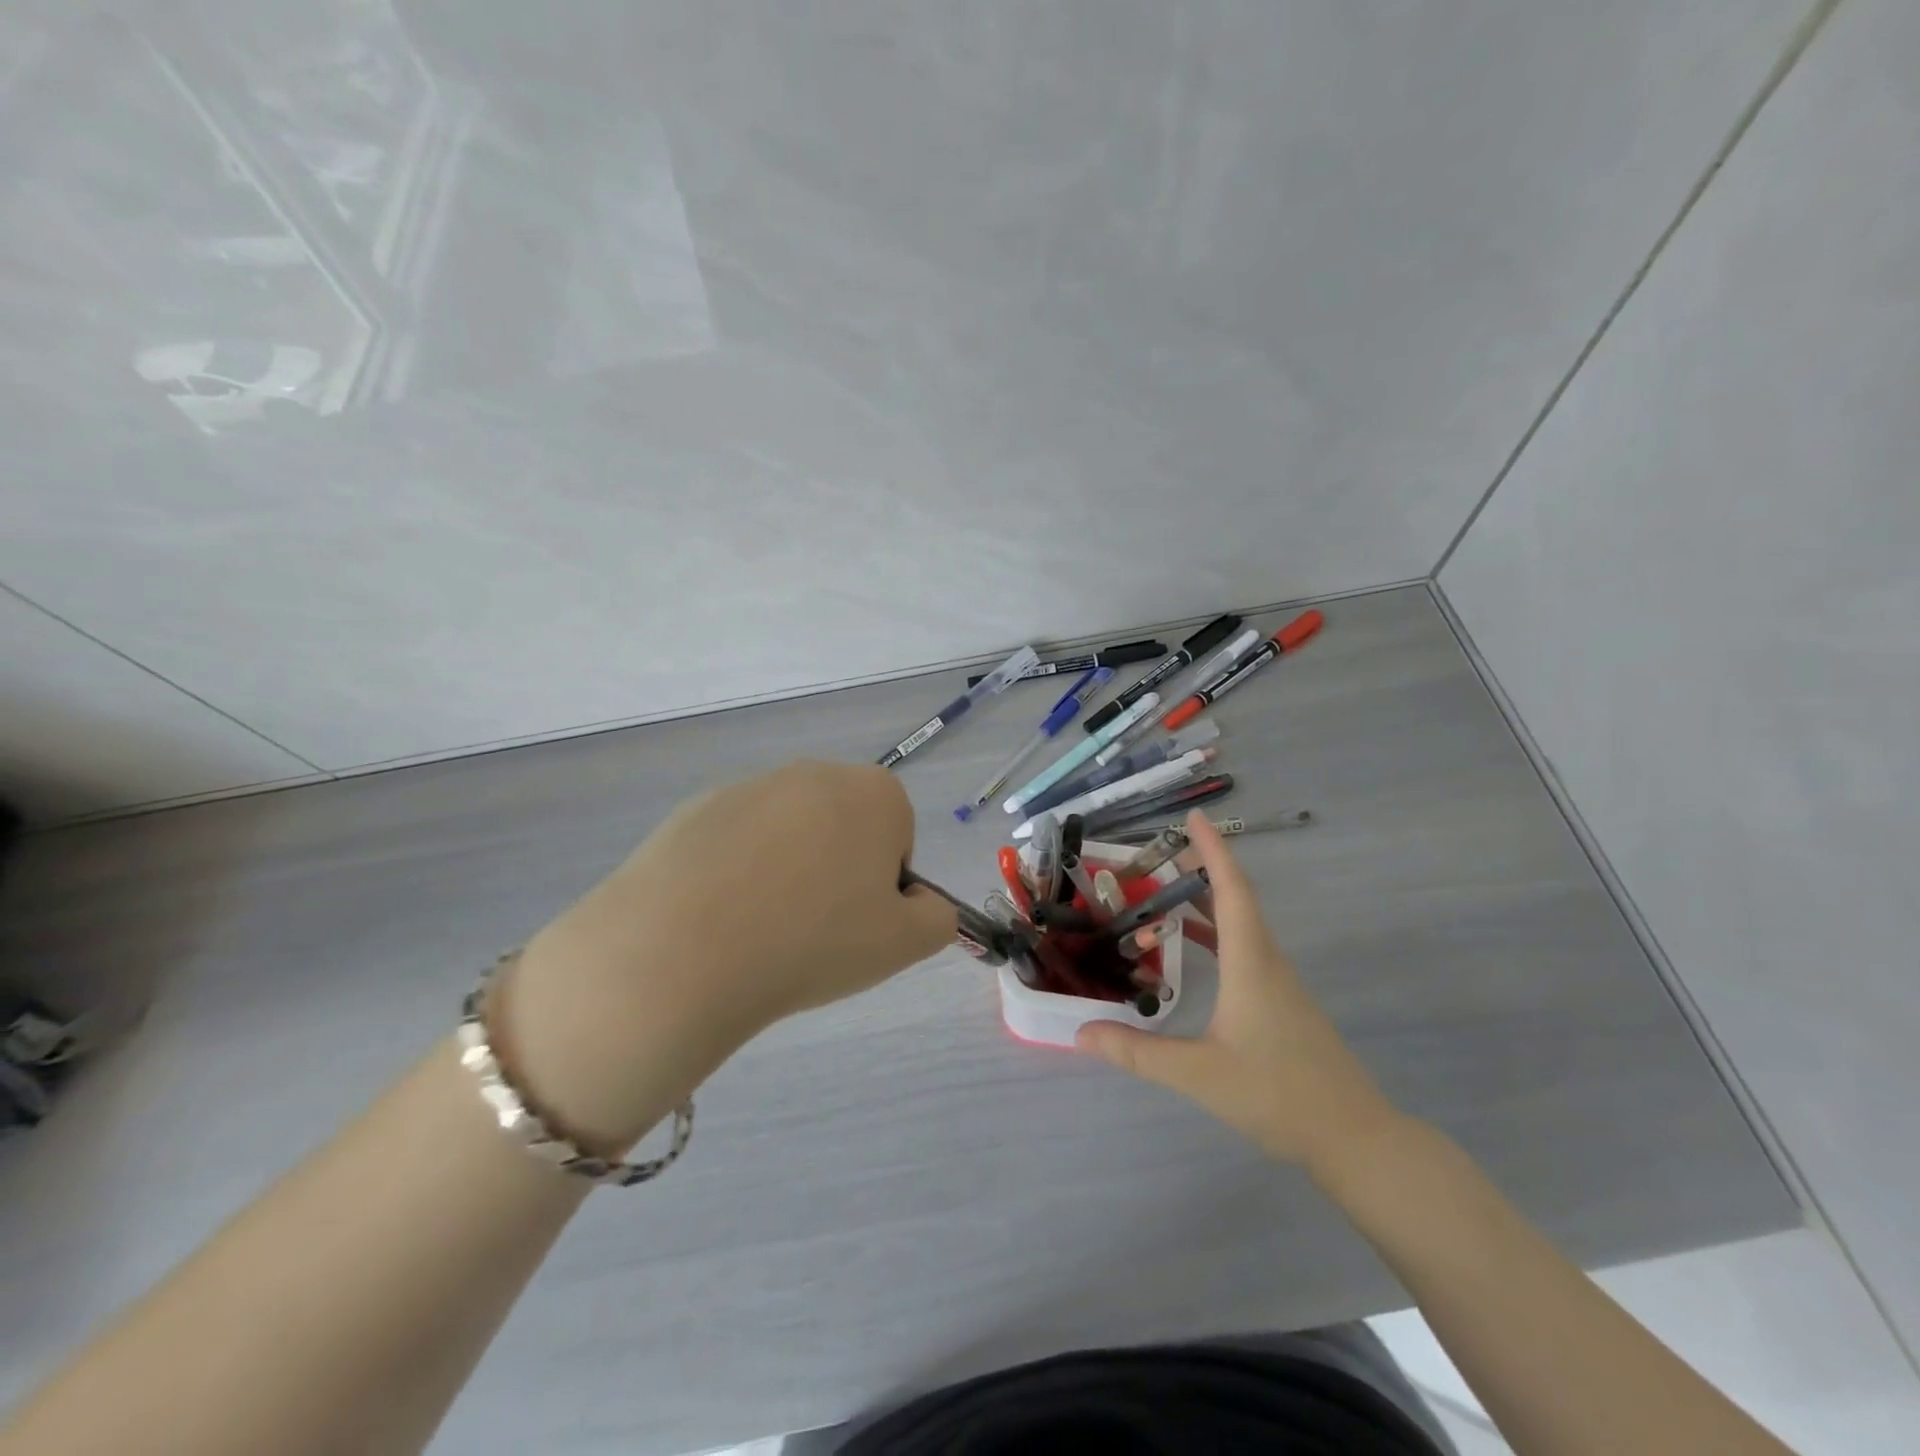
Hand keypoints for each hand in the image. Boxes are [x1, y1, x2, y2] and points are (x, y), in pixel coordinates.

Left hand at [496, 762, 957, 1151]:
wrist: (687, 948)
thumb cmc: (815, 940)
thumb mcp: (904, 944)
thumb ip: (936, 918)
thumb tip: (921, 904)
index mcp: (874, 794)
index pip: (898, 836)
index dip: (883, 886)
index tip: (857, 922)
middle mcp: (816, 773)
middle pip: (844, 827)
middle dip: (838, 870)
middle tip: (815, 928)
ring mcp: (753, 785)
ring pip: (790, 834)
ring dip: (788, 870)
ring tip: (762, 928)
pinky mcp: (699, 807)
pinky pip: (738, 842)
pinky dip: (738, 871)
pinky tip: (721, 915)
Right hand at [1075, 812, 1402, 1175]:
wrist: (1354, 1137)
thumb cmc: (1278, 1094)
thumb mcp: (1199, 1075)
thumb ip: (1137, 1052)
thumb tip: (1081, 1032)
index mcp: (1250, 962)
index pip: (1231, 890)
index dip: (1213, 850)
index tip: (1194, 817)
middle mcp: (1267, 961)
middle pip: (1236, 898)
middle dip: (1201, 868)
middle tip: (1159, 853)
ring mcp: (1278, 982)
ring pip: (1241, 924)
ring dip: (1207, 900)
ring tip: (1166, 891)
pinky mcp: (1282, 1002)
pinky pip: (1245, 948)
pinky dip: (1216, 932)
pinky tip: (1192, 949)